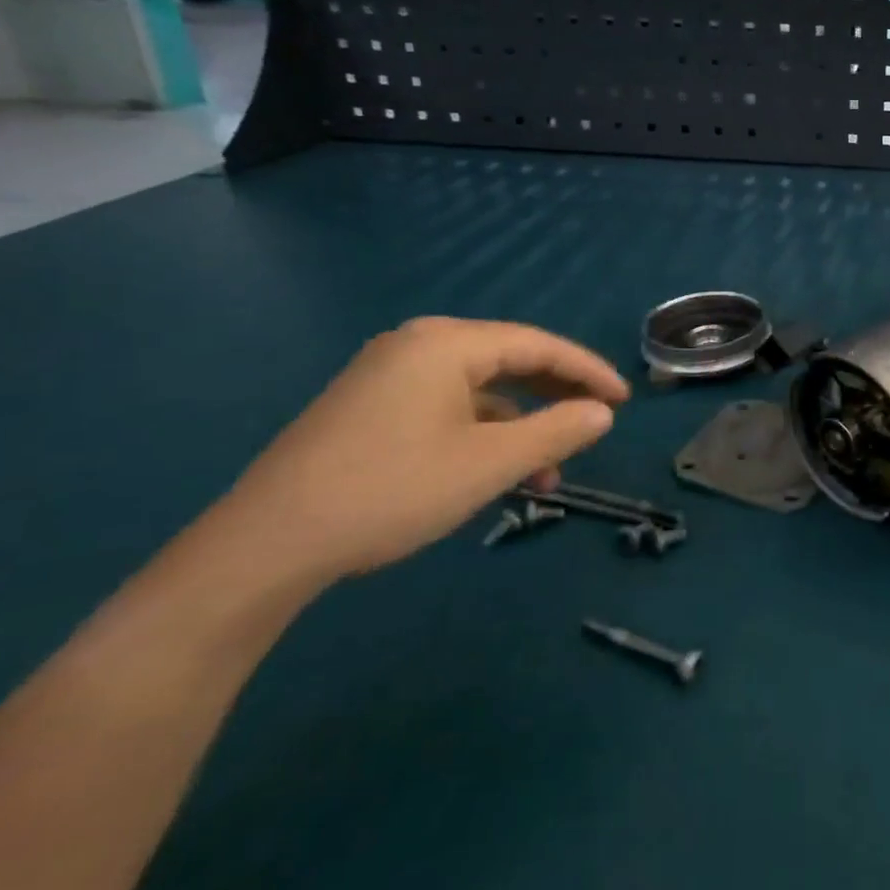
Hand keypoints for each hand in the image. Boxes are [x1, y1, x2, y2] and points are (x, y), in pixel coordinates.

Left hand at [204, 317, 628, 583]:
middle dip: (557, 395)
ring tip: (549, 471)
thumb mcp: (490, 462)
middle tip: (598, 421)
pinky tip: (496, 472)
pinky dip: (482, 433)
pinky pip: (447, 408)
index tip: (624, 400)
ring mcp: (387, 376)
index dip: (588, 371)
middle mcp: (417, 346)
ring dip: (521, 425)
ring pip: (479, 390)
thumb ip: (556, 430)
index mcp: (446, 344)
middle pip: (509, 360)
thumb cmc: (392, 489)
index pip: (538, 345)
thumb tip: (602, 413)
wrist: (265, 545)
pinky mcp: (369, 408)